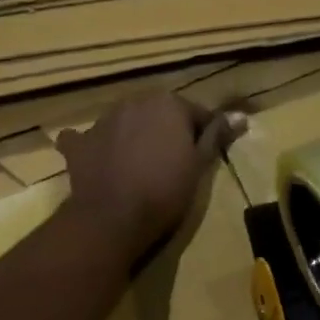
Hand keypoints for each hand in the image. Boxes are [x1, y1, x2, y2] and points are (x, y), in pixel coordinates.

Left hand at [57, 94, 242, 260]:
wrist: (114, 217)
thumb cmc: (165, 191)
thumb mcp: (199, 165)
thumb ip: (216, 136)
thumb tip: (240, 116)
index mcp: (167, 104)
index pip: (195, 113)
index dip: (203, 134)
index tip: (205, 156)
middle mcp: (133, 102)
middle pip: (158, 113)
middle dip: (166, 131)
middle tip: (173, 162)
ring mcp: (102, 121)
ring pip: (125, 122)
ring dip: (133, 135)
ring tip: (139, 166)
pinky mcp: (78, 144)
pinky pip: (87, 139)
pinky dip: (94, 147)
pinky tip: (99, 161)